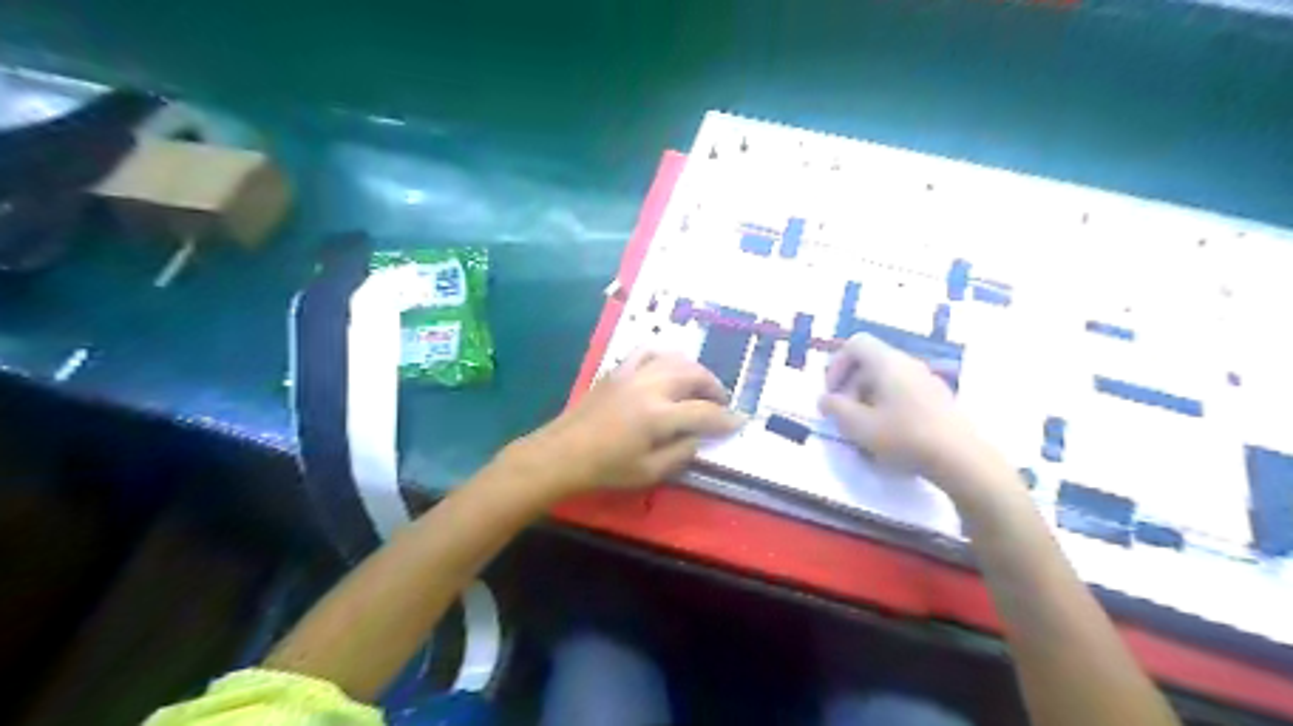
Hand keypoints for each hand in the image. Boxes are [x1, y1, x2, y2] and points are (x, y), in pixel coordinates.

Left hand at [510, 348, 742, 497]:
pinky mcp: (617, 370)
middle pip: (694, 375)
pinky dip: (664, 355)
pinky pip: (646, 351)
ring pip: (674, 359)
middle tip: (721, 402)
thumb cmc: (606, 468)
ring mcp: (632, 374)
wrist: (563, 453)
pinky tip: (668, 367)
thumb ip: (680, 453)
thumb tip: (699, 438)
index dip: (726, 418)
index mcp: (659, 416)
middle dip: (714, 387)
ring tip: (700, 385)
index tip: (739, 421)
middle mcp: (650, 387)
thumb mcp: (648, 472)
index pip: (704, 412)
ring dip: (694, 370)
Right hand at [823, 334, 991, 492]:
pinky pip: (904, 392)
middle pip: (870, 362)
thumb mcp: (858, 425)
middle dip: (851, 386)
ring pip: (887, 379)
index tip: (833, 394)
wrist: (961, 459)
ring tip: (866, 429)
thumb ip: (835, 408)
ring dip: (868, 398)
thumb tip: (825, 399)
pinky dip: (889, 406)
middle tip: (845, 416)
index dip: (837, 365)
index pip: (855, 344)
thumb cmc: (904, 437)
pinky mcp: (939, 399)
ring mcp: (927, 380)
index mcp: (887, 363)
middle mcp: (908, 364)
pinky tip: (891, 435)